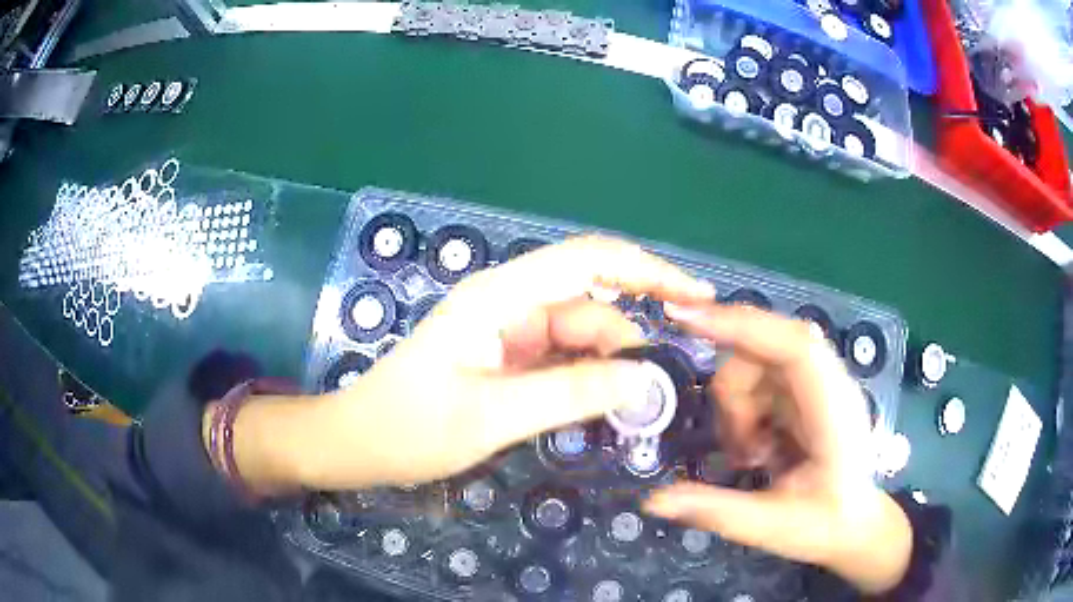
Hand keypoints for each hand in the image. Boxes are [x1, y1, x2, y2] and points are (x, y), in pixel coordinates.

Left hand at [218, 236, 714, 492]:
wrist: (357, 443)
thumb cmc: (408, 428)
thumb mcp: (491, 417)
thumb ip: (569, 395)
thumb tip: (645, 380)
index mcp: (498, 298)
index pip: (588, 260)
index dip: (648, 269)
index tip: (696, 295)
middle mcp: (508, 303)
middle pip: (590, 303)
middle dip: (630, 339)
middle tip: (661, 389)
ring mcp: (508, 330)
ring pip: (580, 335)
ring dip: (610, 367)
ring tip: (632, 410)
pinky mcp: (506, 357)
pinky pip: (562, 358)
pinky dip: (587, 379)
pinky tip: (603, 407)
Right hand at [643, 305, 911, 593]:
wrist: (852, 524)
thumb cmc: (824, 524)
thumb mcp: (772, 526)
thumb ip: (717, 511)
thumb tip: (654, 501)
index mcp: (833, 409)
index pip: (793, 346)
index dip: (743, 326)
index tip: (686, 319)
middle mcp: (826, 383)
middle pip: (763, 350)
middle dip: (733, 396)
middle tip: (738, 452)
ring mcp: (813, 385)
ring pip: (753, 364)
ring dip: (736, 410)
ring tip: (751, 458)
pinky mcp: (801, 393)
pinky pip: (756, 380)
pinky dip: (742, 412)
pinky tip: (755, 450)